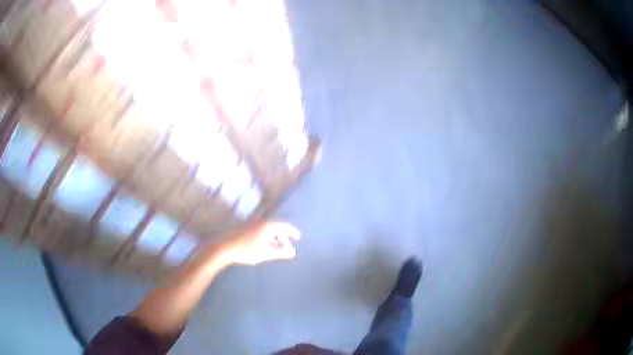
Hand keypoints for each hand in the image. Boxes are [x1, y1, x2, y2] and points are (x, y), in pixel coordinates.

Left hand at [218, 222, 299, 265]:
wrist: (224, 247)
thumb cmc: (247, 251)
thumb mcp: (266, 253)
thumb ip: (281, 253)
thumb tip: (294, 252)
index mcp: (268, 226)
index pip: (285, 226)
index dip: (293, 232)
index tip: (299, 237)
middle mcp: (261, 221)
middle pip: (277, 227)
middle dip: (284, 237)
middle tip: (287, 247)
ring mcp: (253, 223)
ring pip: (268, 229)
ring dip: (275, 238)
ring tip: (277, 249)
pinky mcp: (246, 227)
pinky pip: (261, 230)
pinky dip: (267, 237)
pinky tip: (265, 246)